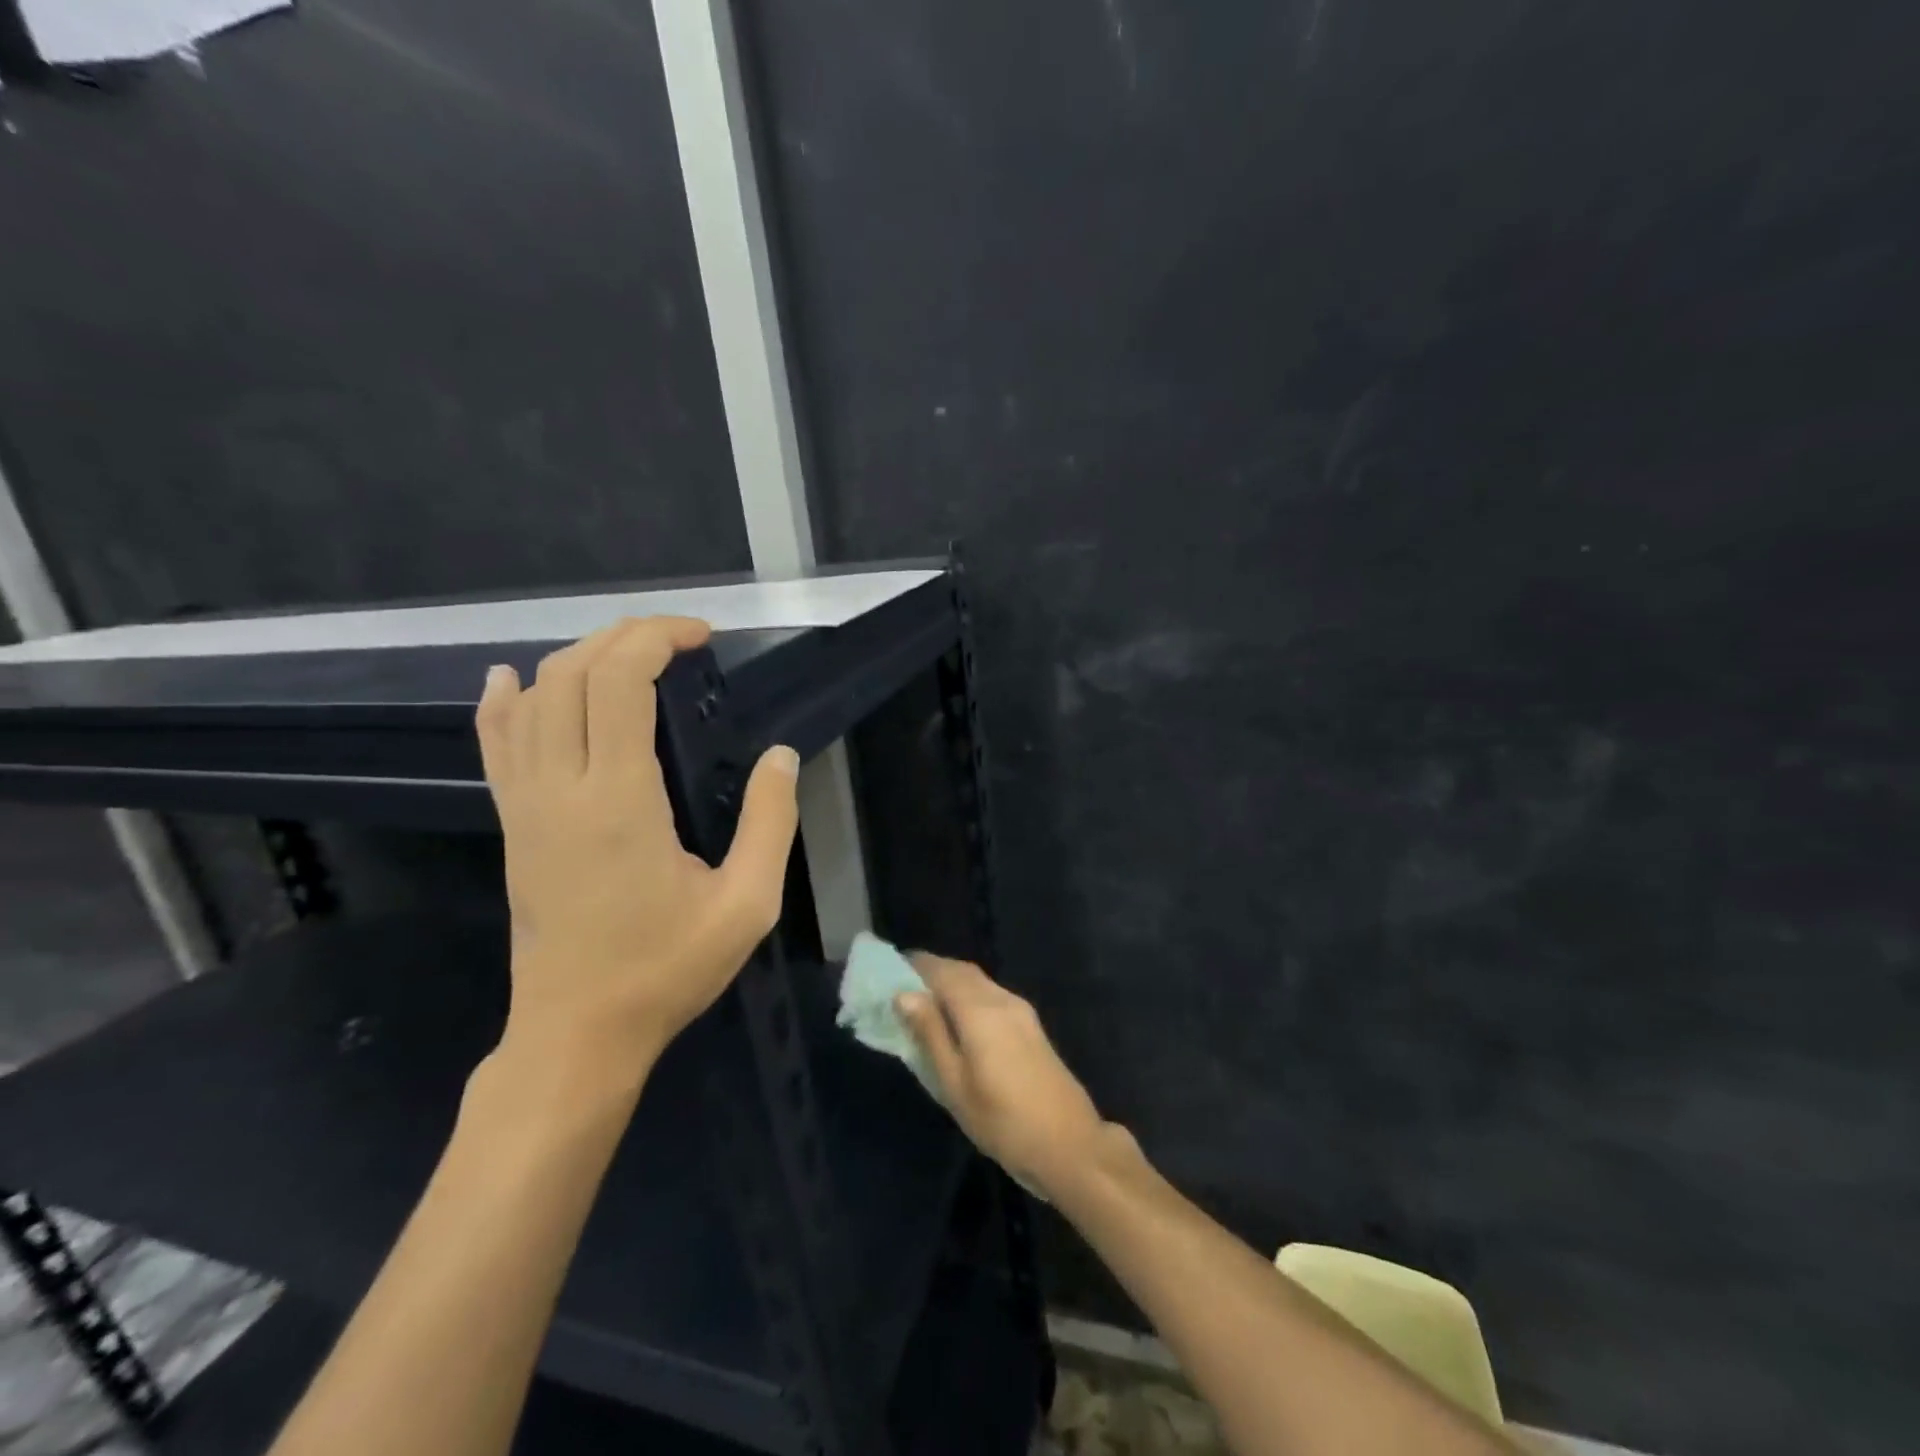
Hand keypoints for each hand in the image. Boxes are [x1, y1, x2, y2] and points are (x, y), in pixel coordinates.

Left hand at [476, 617, 799, 1076]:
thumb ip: (770, 822)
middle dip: (625, 637)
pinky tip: (513, 677)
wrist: (577, 1032)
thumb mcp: (747, 904)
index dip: (657, 640)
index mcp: (619, 800)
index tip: (702, 638)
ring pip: (532, 699)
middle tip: (677, 640)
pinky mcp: (512, 825)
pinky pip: (496, 744)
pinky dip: (505, 700)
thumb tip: (780, 755)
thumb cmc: (666, 970)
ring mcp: (525, 805)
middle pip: (573, 675)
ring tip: (629, 655)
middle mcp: (560, 788)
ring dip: (580, 659)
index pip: (619, 682)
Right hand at [896, 956, 1106, 1194]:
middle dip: (933, 971)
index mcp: (980, 1010)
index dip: (916, 965)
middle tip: (903, 986)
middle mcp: (1002, 999)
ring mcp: (1021, 1010)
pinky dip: (969, 995)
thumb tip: (904, 994)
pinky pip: (992, 995)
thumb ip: (930, 1034)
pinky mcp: (1030, 1025)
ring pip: (979, 982)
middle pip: (963, 971)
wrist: (1069, 1143)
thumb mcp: (955, 1084)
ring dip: (952, 982)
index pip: (943, 971)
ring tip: (925, 1003)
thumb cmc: (1002, 1121)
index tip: (889, 969)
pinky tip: (957, 1019)